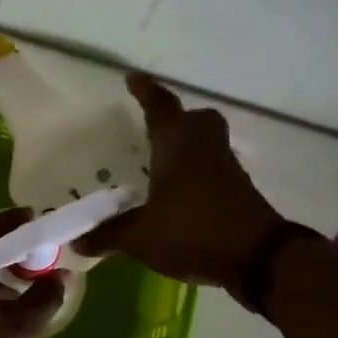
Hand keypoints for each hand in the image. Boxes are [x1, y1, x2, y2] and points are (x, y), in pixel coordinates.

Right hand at [78, 73, 303, 287]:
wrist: (258, 258)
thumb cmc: (193, 232)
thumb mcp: (141, 237)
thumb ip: (109, 235)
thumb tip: (78, 241)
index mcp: (177, 146)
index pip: (160, 107)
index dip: (146, 92)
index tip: (133, 78)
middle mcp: (204, 148)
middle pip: (195, 119)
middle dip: (176, 117)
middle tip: (157, 125)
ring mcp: (226, 168)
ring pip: (209, 141)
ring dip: (190, 144)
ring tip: (165, 160)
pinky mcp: (240, 190)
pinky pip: (216, 168)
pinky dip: (199, 171)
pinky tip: (183, 193)